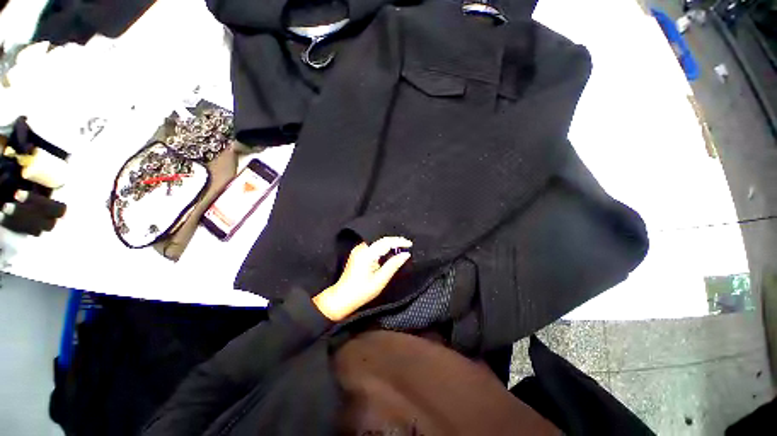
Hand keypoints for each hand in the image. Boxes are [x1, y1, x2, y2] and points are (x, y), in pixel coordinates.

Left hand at [313, 236, 411, 321]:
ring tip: (401, 249)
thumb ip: (393, 265)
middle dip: (395, 242)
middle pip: (381, 240)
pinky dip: (383, 248)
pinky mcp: (358, 253)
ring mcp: (358, 250)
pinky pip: (373, 246)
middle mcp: (361, 248)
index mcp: (367, 254)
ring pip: (377, 243)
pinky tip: (389, 253)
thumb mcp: (380, 280)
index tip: (410, 244)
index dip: (399, 241)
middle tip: (407, 246)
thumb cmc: (362, 292)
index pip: (386, 242)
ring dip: (389, 245)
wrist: (342, 297)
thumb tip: (406, 254)